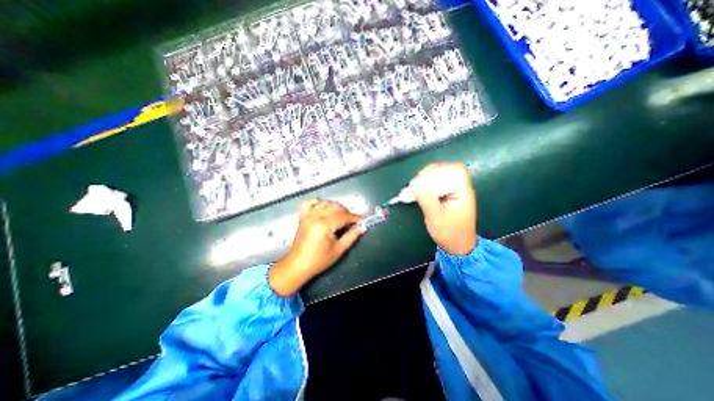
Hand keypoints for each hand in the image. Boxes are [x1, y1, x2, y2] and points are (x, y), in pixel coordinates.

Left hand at [270, 200, 364, 297]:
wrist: (298, 265)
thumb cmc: (319, 260)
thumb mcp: (339, 250)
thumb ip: (351, 236)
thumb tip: (362, 227)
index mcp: (324, 225)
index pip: (343, 216)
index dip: (354, 217)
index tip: (362, 220)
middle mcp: (315, 217)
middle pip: (335, 207)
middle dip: (347, 212)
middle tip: (352, 221)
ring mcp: (307, 215)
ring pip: (325, 203)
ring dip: (335, 207)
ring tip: (341, 215)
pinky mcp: (303, 217)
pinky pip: (310, 203)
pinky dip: (318, 203)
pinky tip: (324, 208)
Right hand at [411, 164, 475, 255]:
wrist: (457, 247)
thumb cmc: (449, 233)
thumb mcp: (436, 217)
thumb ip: (427, 199)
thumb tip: (415, 183)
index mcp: (462, 191)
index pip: (456, 169)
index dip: (440, 168)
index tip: (423, 176)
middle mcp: (459, 189)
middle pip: (447, 171)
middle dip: (429, 174)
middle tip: (416, 183)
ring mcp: (453, 193)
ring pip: (440, 178)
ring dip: (426, 180)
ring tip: (415, 188)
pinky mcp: (446, 197)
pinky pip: (436, 186)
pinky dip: (426, 187)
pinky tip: (418, 192)